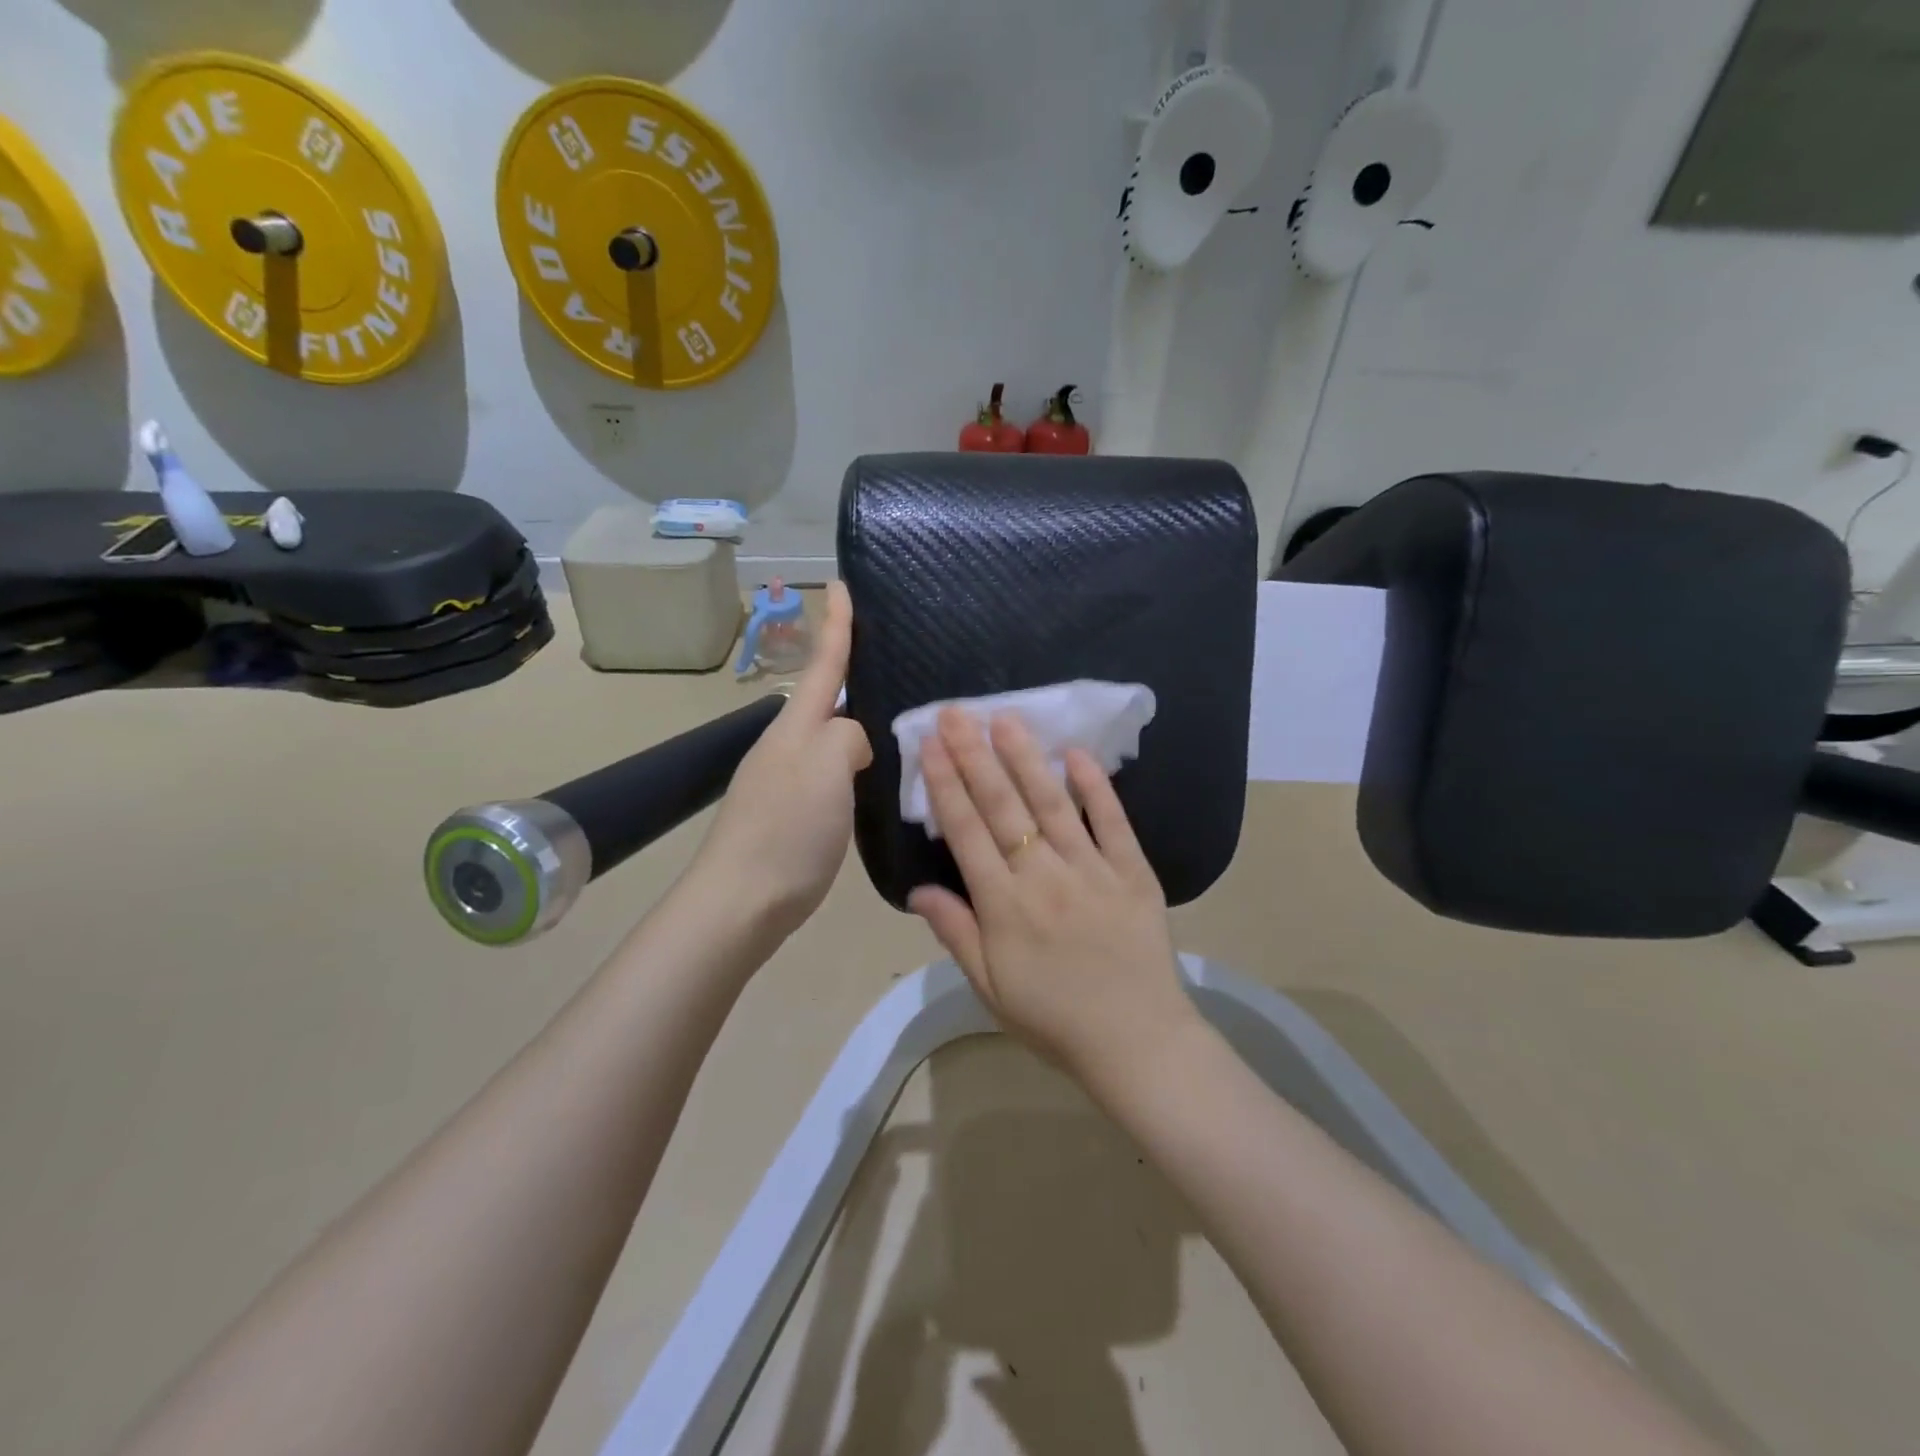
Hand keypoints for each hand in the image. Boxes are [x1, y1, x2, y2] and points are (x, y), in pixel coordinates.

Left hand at [690, 582, 871, 937]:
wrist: (742, 901)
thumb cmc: (787, 829)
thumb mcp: (826, 768)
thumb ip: (847, 737)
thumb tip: (854, 741)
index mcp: (795, 727)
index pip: (823, 664)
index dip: (836, 624)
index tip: (841, 583)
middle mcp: (787, 745)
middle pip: (824, 698)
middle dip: (852, 673)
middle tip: (893, 659)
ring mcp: (786, 780)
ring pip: (830, 737)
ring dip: (857, 723)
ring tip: (896, 719)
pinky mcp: (793, 813)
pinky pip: (831, 772)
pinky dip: (854, 764)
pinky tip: (874, 776)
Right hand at [907, 709, 1198, 1084]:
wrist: (1136, 1042)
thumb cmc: (1053, 1018)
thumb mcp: (990, 986)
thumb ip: (955, 933)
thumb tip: (917, 888)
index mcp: (1004, 905)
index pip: (966, 831)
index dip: (945, 783)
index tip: (930, 744)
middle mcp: (1043, 876)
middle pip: (1002, 806)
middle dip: (974, 755)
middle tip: (957, 713)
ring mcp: (1092, 870)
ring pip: (1051, 803)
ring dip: (1026, 758)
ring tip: (1005, 719)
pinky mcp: (1133, 872)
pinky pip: (1112, 822)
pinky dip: (1096, 787)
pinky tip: (1077, 755)